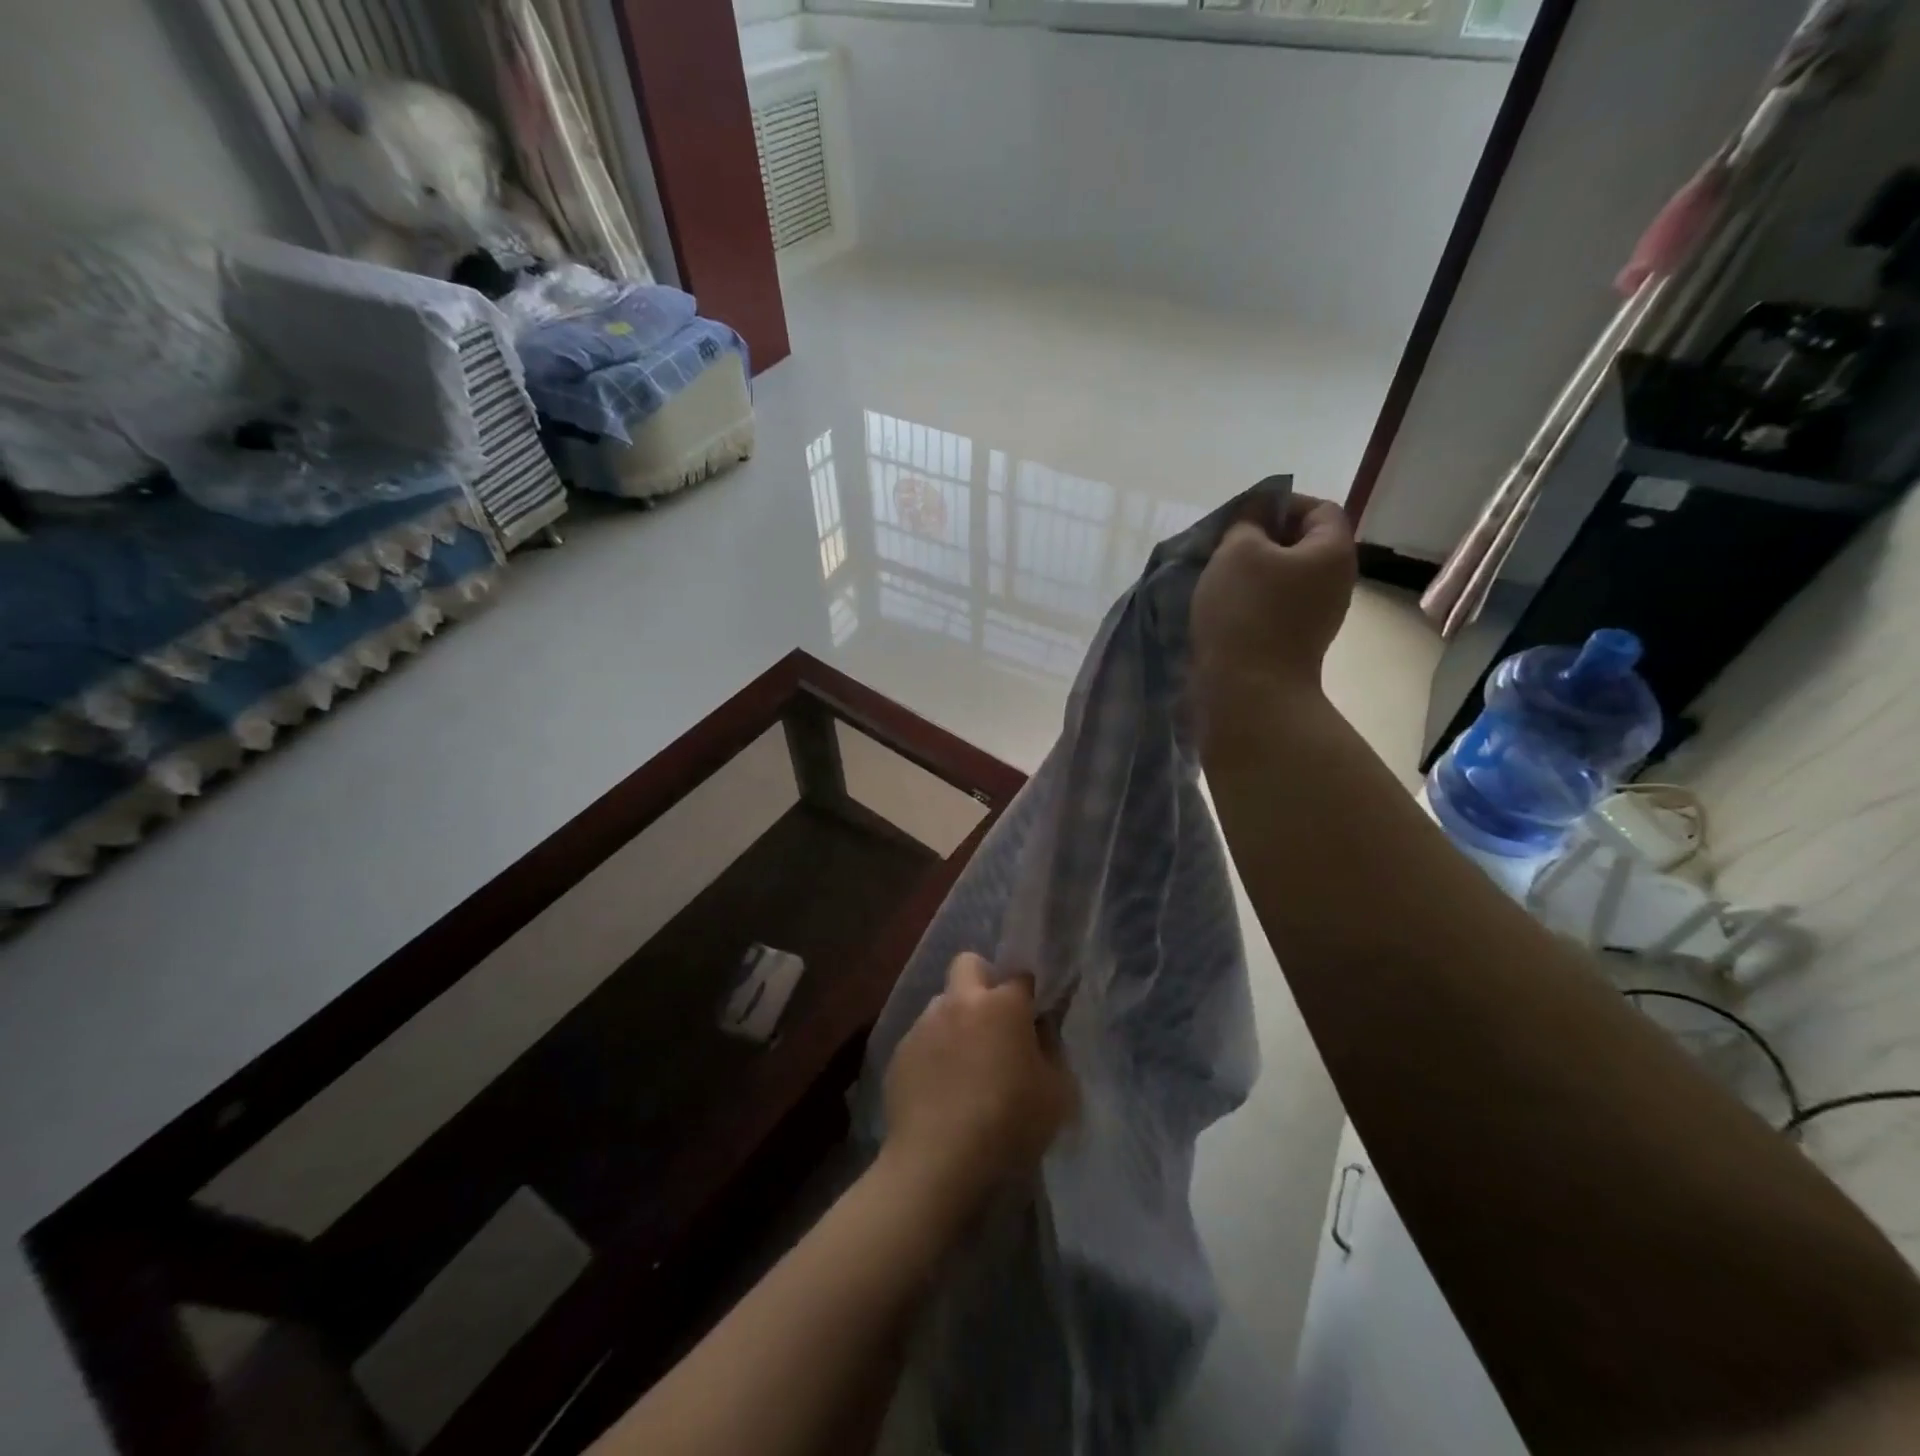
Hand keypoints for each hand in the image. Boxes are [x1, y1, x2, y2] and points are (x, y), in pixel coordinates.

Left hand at [881, 954, 1075, 1212]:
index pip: (1021, 976)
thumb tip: (1041, 1032)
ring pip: (942, 1003)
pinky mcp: (899, 1052)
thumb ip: (1053, 1052)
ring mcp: (924, 1024)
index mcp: (1002, 1004)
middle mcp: (959, 1002)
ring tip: (964, 1064)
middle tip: (994, 1020)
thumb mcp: (1057, 1094)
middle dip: (982, 980)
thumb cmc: (1009, 1125)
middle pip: (968, 964)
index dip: (1029, 994)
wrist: (938, 1162)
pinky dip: (933, 1053)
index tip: (1033, 1017)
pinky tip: (940, 1090)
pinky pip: (922, 1040)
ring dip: (955, 1020)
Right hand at [1191, 493, 1356, 733]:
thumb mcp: (1237, 550)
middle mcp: (1335, 583)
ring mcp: (1317, 617)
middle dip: (1260, 540)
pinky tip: (1221, 611)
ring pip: (1283, 578)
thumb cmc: (1245, 612)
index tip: (1240, 518)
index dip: (1279, 504)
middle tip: (1222, 549)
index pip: (1317, 508)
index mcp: (1332, 552)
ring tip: (1215, 581)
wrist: (1248, 692)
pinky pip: (1274, 608)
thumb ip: (1247, 522)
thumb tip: (1256, 517)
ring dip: (1250, 575)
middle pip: (1301, 544)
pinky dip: (1250, 603)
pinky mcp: (1295, 643)